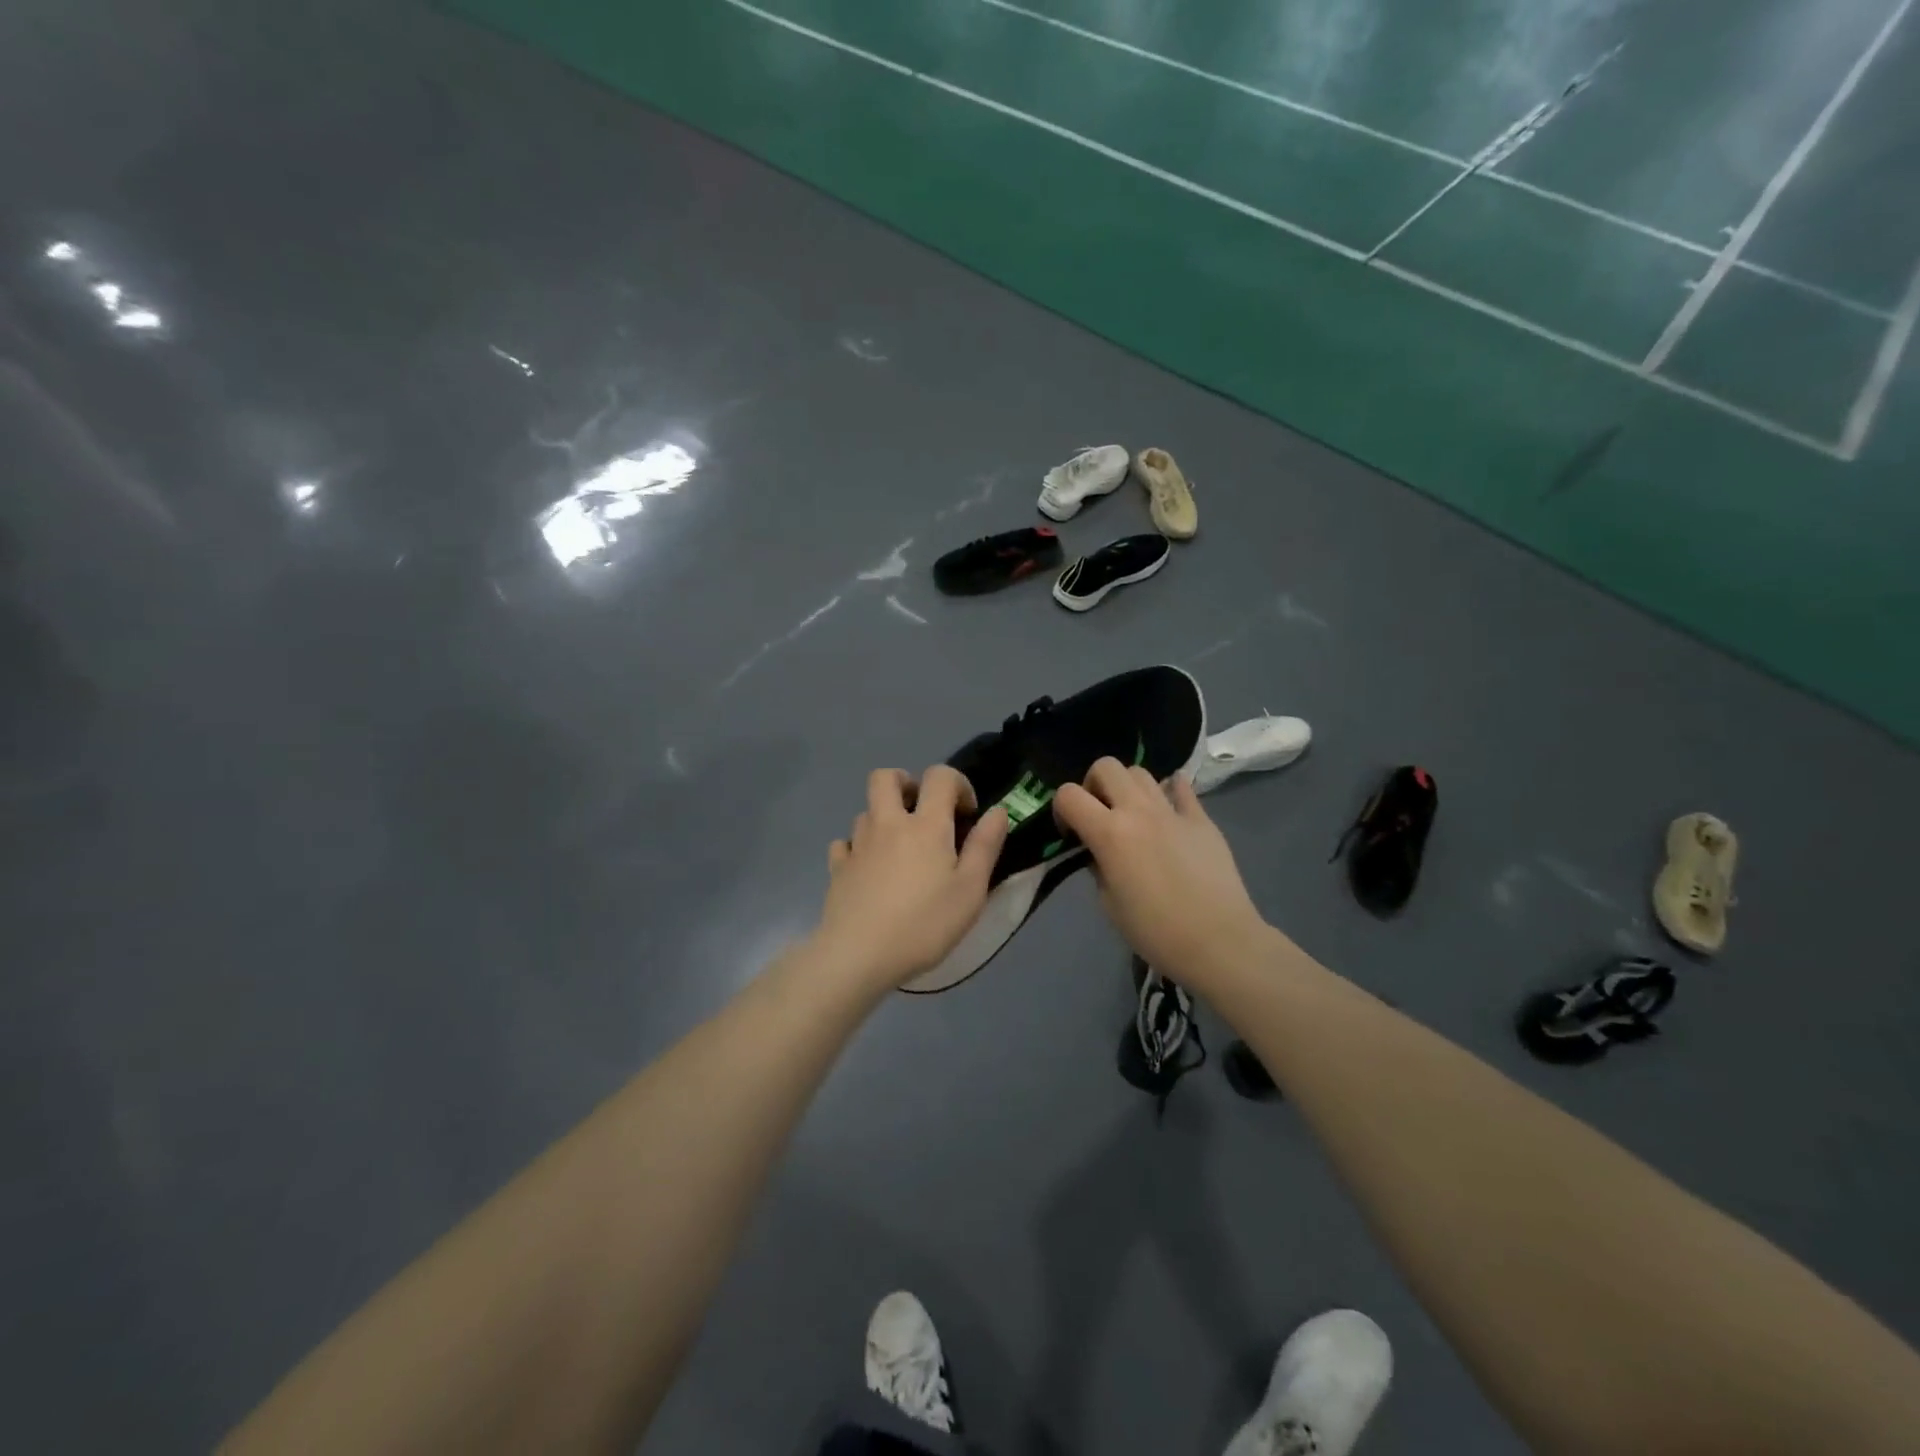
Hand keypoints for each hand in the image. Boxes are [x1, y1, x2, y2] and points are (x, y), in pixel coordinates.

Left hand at [812, 765, 1009, 993]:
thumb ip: (985, 846)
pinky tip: (869, 870)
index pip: (939, 776)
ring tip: (899, 850)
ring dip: (883, 819)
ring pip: (866, 811)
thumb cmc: (924, 924)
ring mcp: (857, 845)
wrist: (858, 956)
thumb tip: (997, 811)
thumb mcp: (970, 890)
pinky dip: (858, 848)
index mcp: (926, 825)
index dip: (957, 784)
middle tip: (922, 812)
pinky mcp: (837, 868)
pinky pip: (845, 843)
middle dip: (906, 783)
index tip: (967, 814)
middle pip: (885, 777)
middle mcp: (888, 824)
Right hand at [1052, 759, 1269, 989]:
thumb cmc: (1155, 931)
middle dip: (1094, 784)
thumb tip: (1100, 853)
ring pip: (1141, 772)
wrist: (1219, 941)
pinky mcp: (1201, 819)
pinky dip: (1170, 790)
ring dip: (1128, 787)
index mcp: (1109, 833)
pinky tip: (1168, 808)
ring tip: (1133, 815)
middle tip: (1100, 814)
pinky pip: (1182, 788)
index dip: (1061, 809)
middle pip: (1106, 766)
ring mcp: (1172, 811)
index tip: (1070, 833)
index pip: (1068, 795)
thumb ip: (1098, 868)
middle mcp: (1138, 811)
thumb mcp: (1109, 904)